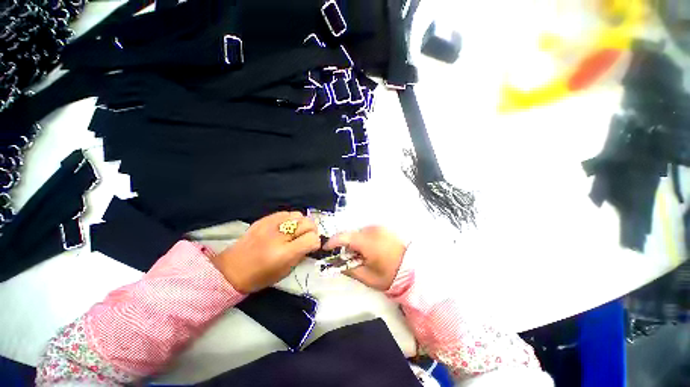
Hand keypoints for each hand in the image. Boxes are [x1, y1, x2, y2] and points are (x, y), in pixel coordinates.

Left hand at [211, 211, 320, 292]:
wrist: (232, 269)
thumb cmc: (260, 277)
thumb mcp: (285, 271)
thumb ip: (301, 254)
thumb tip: (311, 242)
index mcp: (284, 253)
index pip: (312, 239)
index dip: (315, 243)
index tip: (312, 246)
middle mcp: (279, 236)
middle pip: (308, 223)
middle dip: (312, 231)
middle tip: (307, 237)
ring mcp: (270, 225)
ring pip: (298, 215)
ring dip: (302, 223)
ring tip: (296, 231)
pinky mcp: (264, 219)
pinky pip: (286, 213)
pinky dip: (290, 219)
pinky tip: (286, 227)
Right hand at [324, 226, 406, 290]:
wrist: (412, 270)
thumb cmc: (389, 276)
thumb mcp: (366, 277)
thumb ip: (348, 268)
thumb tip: (333, 263)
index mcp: (367, 242)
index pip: (343, 237)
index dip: (332, 242)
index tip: (325, 249)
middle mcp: (372, 230)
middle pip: (351, 234)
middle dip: (346, 245)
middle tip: (347, 258)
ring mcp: (379, 227)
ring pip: (359, 233)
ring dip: (356, 242)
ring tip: (362, 255)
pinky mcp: (384, 228)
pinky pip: (368, 231)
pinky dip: (364, 239)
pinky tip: (371, 249)